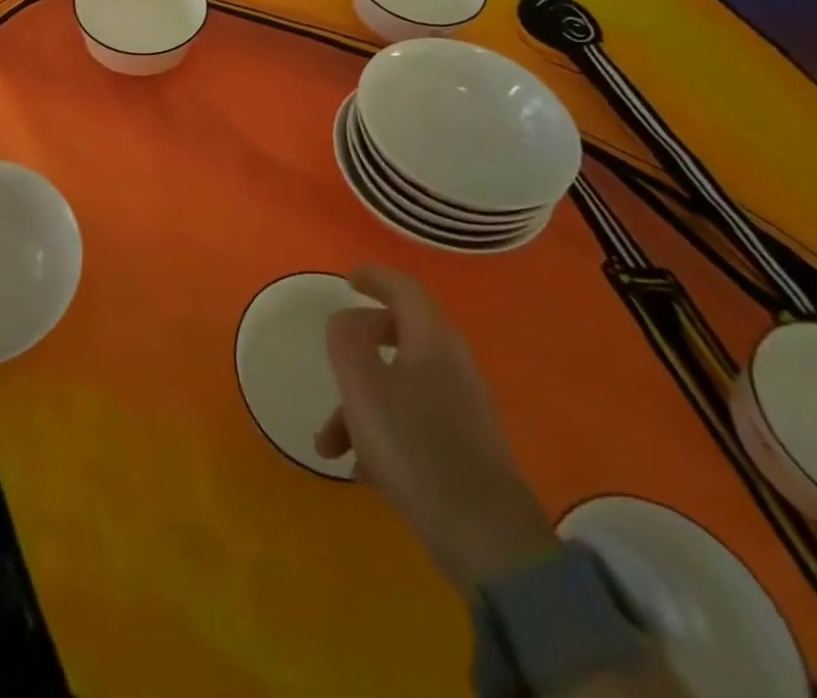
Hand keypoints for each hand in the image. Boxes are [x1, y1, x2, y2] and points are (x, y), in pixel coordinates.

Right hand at [315, 264, 558, 590]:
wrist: (487, 539)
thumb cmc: (414, 445)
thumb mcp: (362, 383)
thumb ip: (347, 338)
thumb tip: (349, 320)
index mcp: (432, 339)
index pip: (404, 288)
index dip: (374, 277)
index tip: (347, 281)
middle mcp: (452, 365)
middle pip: (401, 334)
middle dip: (359, 347)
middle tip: (335, 355)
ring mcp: (463, 409)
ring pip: (400, 384)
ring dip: (360, 403)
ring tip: (329, 443)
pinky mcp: (466, 449)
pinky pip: (413, 421)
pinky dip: (382, 431)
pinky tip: (361, 470)